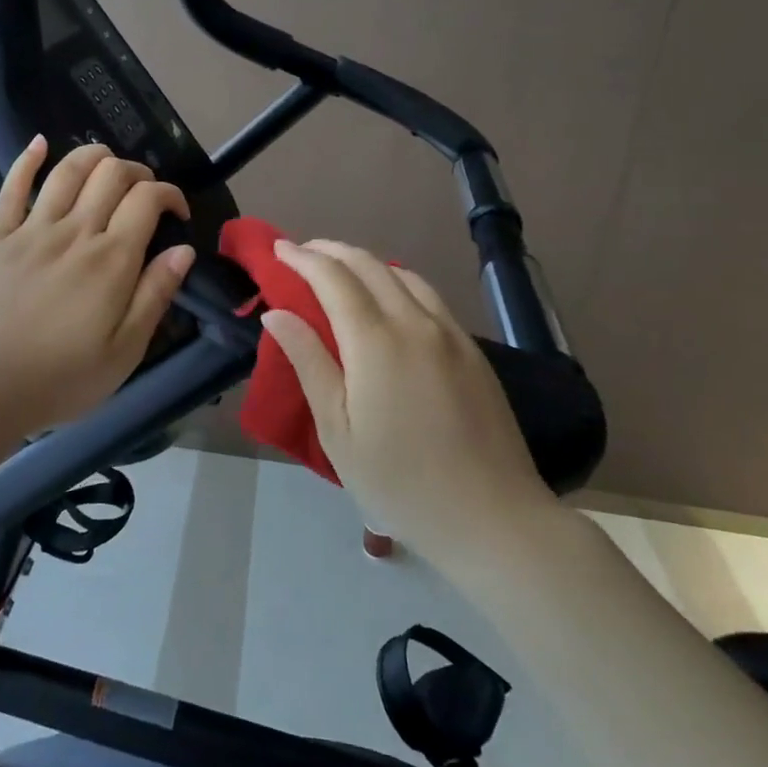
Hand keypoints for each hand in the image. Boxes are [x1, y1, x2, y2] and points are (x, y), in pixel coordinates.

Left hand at [0, 136, 196, 443]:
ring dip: (93, 156)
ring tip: (107, 163)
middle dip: (137, 172)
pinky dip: (27, 160)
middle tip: (145, 195)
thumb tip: (183, 249)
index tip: (177, 213)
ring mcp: (31, 231)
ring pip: (67, 170)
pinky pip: (12, 187)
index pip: (147, 199)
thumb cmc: (62, 379)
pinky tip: (39, 143)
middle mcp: (74, 232)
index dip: (170, 194)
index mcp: (110, 260)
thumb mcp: (125, 351)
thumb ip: (155, 295)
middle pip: (111, 174)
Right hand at [262, 239, 561, 560]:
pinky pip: (429, 297)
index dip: (302, 257)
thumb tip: (275, 313)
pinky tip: (389, 300)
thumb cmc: (399, 481)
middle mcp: (415, 323)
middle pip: (369, 266)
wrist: (492, 518)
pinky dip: (398, 283)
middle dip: (331, 251)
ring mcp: (450, 334)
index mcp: (376, 341)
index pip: (333, 278)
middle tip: (301, 252)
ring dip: (366, 263)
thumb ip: (307, 361)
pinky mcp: (472, 351)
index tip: (278, 248)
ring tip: (341, 271)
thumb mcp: (337, 428)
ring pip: (403, 276)